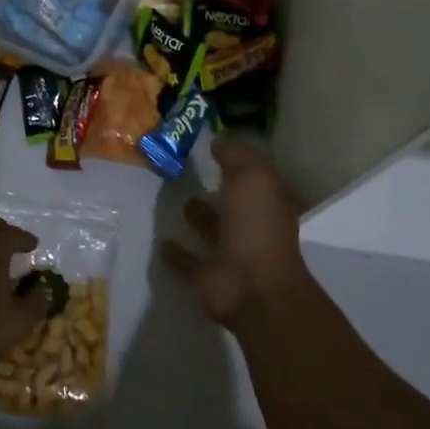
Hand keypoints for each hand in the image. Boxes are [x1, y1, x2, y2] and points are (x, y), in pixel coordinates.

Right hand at [161, 137, 309, 330]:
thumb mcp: (252, 178)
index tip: (212, 147)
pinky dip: (176, 253)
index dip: (238, 162)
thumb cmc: (257, 226)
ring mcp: (229, 253)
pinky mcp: (206, 276)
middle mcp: (251, 226)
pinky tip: (161, 241)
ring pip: (211, 230)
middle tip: (188, 171)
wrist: (252, 287)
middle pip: (232, 204)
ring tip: (177, 200)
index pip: (253, 177)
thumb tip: (219, 142)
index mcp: (268, 203)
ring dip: (198, 217)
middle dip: (217, 190)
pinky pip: (188, 260)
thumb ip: (236, 157)